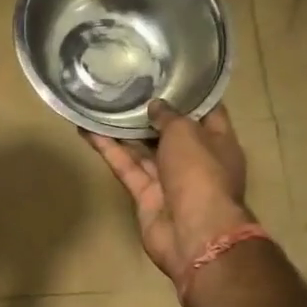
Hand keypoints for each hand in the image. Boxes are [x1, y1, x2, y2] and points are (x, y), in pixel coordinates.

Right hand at [86, 101, 251, 279]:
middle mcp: (196, 160)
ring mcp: (170, 179)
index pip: (207, 112)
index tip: (168, 73)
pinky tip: (88, 129)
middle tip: (127, 85)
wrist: (194, 233)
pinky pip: (126, 166)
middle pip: (171, 132)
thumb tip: (156, 106)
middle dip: (151, 112)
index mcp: (218, 143)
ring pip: (143, 149)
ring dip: (123, 129)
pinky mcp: (146, 195)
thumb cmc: (200, 172)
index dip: (189, 93)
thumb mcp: (187, 132)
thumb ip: (169, 116)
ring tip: (100, 103)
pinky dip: (109, 149)